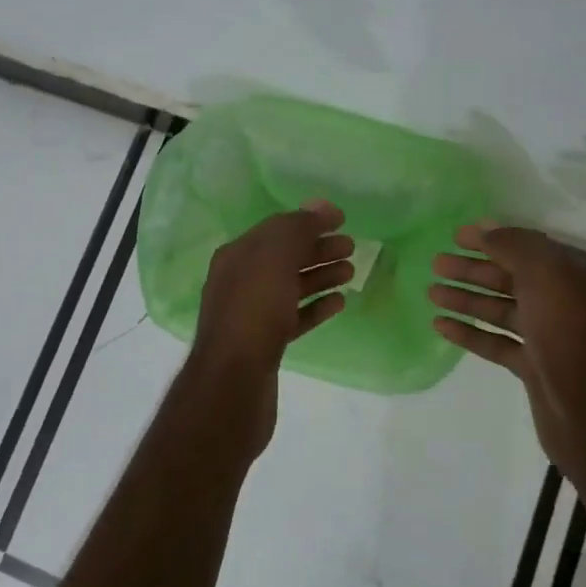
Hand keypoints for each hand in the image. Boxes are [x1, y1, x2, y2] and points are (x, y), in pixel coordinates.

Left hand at [190, 202, 353, 456]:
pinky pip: (294, 318)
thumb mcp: (275, 257)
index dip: (308, 221)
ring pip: (290, 287)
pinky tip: (339, 304)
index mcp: (237, 255)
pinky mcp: (265, 344)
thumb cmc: (254, 310)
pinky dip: (315, 307)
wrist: (233, 381)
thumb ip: (298, 228)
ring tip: (352, 272)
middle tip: (352, 247)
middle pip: (285, 257)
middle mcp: (240, 280)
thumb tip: (322, 206)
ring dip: (320, 276)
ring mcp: (252, 314)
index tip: (342, 220)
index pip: (276, 229)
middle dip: (317, 249)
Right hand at [428, 224, 585, 466]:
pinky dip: (469, 332)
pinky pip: (495, 342)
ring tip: (431, 292)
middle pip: (509, 279)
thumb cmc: (568, 332)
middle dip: (472, 269)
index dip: (492, 239)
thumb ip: (514, 247)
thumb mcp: (545, 275)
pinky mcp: (532, 367)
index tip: (456, 236)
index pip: (526, 248)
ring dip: (466, 299)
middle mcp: (560, 303)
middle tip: (436, 263)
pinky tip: (440, 325)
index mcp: (570, 276)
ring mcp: (546, 337)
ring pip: (499, 311)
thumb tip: (485, 228)